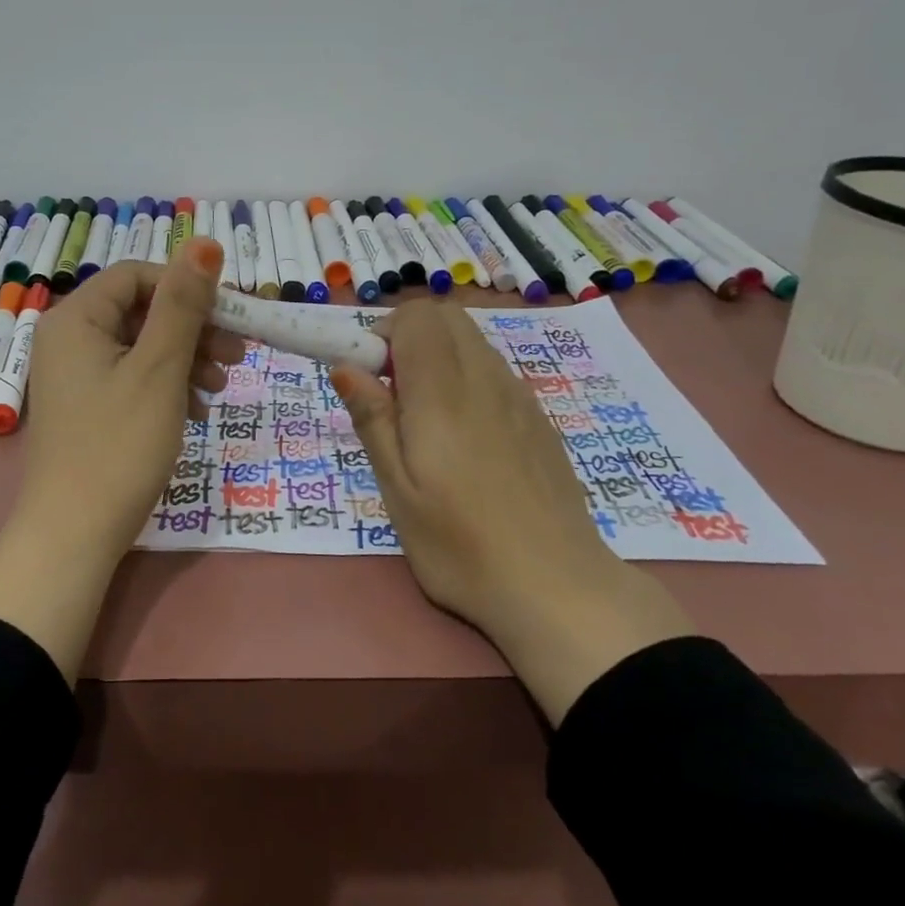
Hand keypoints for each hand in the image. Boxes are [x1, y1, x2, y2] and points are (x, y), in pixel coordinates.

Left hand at [18, 236, 245, 550]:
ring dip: (187, 360)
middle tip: (238, 356)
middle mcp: (68, 338)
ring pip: (142, 346)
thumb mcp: (160, 368)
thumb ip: (183, 303)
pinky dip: (167, 386)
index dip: (186, 288)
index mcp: (76, 318)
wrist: (75, 536)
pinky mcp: (86, 406)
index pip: (137, 275)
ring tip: (221, 388)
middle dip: (193, 329)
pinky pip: (132, 377)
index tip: (230, 315)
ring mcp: (74, 375)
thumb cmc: (119, 445)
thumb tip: (205, 241)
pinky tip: (197, 410)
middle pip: (141, 311)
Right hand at [331, 302, 691, 720]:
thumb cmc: (461, 546)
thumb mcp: (398, 491)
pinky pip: (495, 369)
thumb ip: (373, 420)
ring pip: (472, 341)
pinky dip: (467, 376)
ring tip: (425, 420)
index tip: (370, 378)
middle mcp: (485, 378)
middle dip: (409, 335)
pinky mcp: (538, 417)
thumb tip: (345, 366)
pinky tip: (464, 438)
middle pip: (446, 316)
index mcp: (443, 392)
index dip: (383, 332)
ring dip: (438, 355)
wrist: (558, 589)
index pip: (416, 317)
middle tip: (392, 393)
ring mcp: (519, 396)